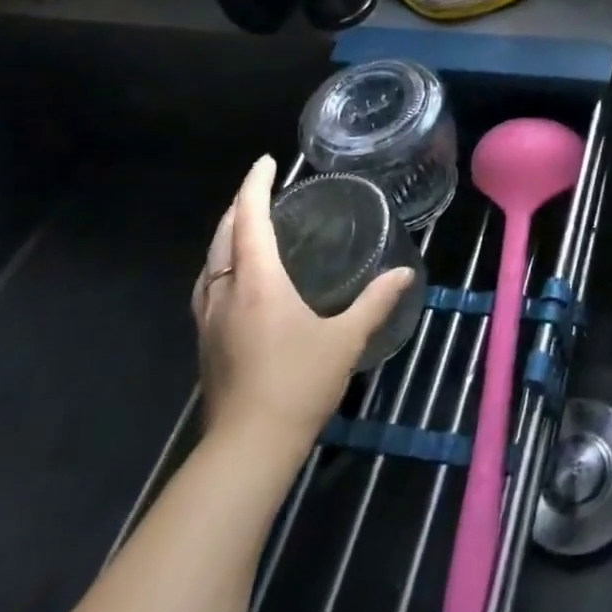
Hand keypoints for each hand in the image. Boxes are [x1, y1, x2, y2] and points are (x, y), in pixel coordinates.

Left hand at [192, 156, 414, 454]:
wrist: (248, 449)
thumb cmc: (298, 383)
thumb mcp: (346, 339)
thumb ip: (375, 301)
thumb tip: (405, 272)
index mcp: (257, 283)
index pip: (249, 220)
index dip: (254, 187)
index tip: (265, 162)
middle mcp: (226, 294)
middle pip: (222, 238)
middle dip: (237, 207)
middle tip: (259, 189)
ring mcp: (209, 321)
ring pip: (209, 264)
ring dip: (224, 236)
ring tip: (245, 226)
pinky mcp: (206, 344)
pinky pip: (207, 287)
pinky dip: (220, 265)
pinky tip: (236, 279)